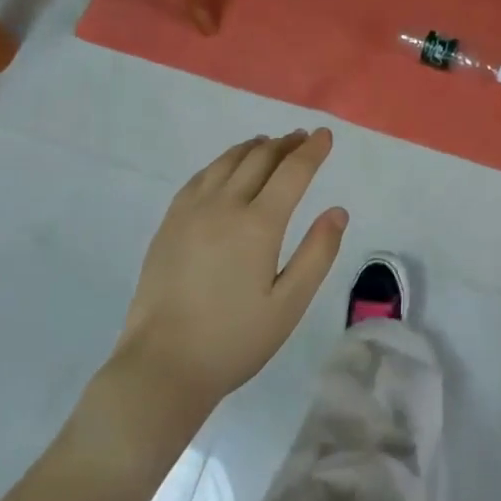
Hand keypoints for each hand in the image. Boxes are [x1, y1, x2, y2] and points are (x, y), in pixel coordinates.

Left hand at [111, 129, 347, 421]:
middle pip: (259, 158)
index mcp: (258, 224)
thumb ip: (317, 254)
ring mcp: (192, 210)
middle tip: (301, 138)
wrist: (162, 365)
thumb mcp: (289, 305)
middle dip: (285, 144)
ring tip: (268, 144)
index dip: (312, 150)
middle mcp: (225, 205)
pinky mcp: (170, 222)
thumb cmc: (233, 340)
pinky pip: (201, 176)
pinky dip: (223, 162)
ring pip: (228, 161)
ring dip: (254, 147)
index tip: (324, 135)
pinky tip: (227, 168)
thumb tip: (338, 211)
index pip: (292, 171)